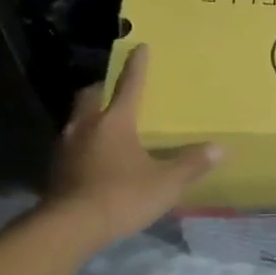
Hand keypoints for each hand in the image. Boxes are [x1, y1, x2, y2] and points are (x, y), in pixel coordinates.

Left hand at [45, 45, 220, 242]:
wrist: (70, 227)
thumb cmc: (122, 196)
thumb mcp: (166, 183)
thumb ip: (191, 164)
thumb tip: (219, 148)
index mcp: (115, 122)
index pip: (129, 86)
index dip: (137, 66)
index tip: (140, 47)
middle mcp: (87, 126)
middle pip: (91, 96)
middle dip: (103, 88)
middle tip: (112, 89)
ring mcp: (66, 147)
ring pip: (77, 119)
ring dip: (89, 116)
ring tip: (103, 123)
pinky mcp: (56, 170)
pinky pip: (71, 145)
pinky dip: (83, 143)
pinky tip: (92, 156)